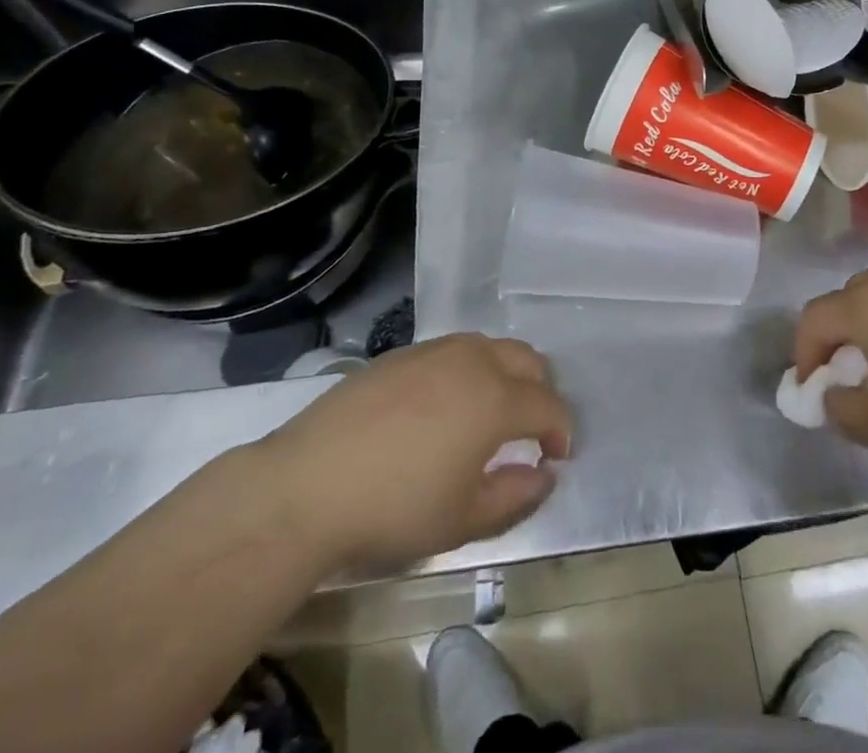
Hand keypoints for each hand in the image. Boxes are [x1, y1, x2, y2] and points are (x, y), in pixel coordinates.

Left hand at [252, 334, 571, 571]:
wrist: (306, 486)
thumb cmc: (394, 509)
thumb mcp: (462, 520)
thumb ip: (515, 496)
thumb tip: (544, 474)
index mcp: (496, 399)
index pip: (548, 405)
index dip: (561, 431)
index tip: (557, 457)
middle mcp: (473, 361)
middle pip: (527, 360)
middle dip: (539, 392)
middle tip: (530, 430)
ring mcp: (434, 351)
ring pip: (489, 347)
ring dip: (505, 374)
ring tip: (489, 414)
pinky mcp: (400, 355)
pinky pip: (452, 351)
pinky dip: (467, 370)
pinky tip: (443, 406)